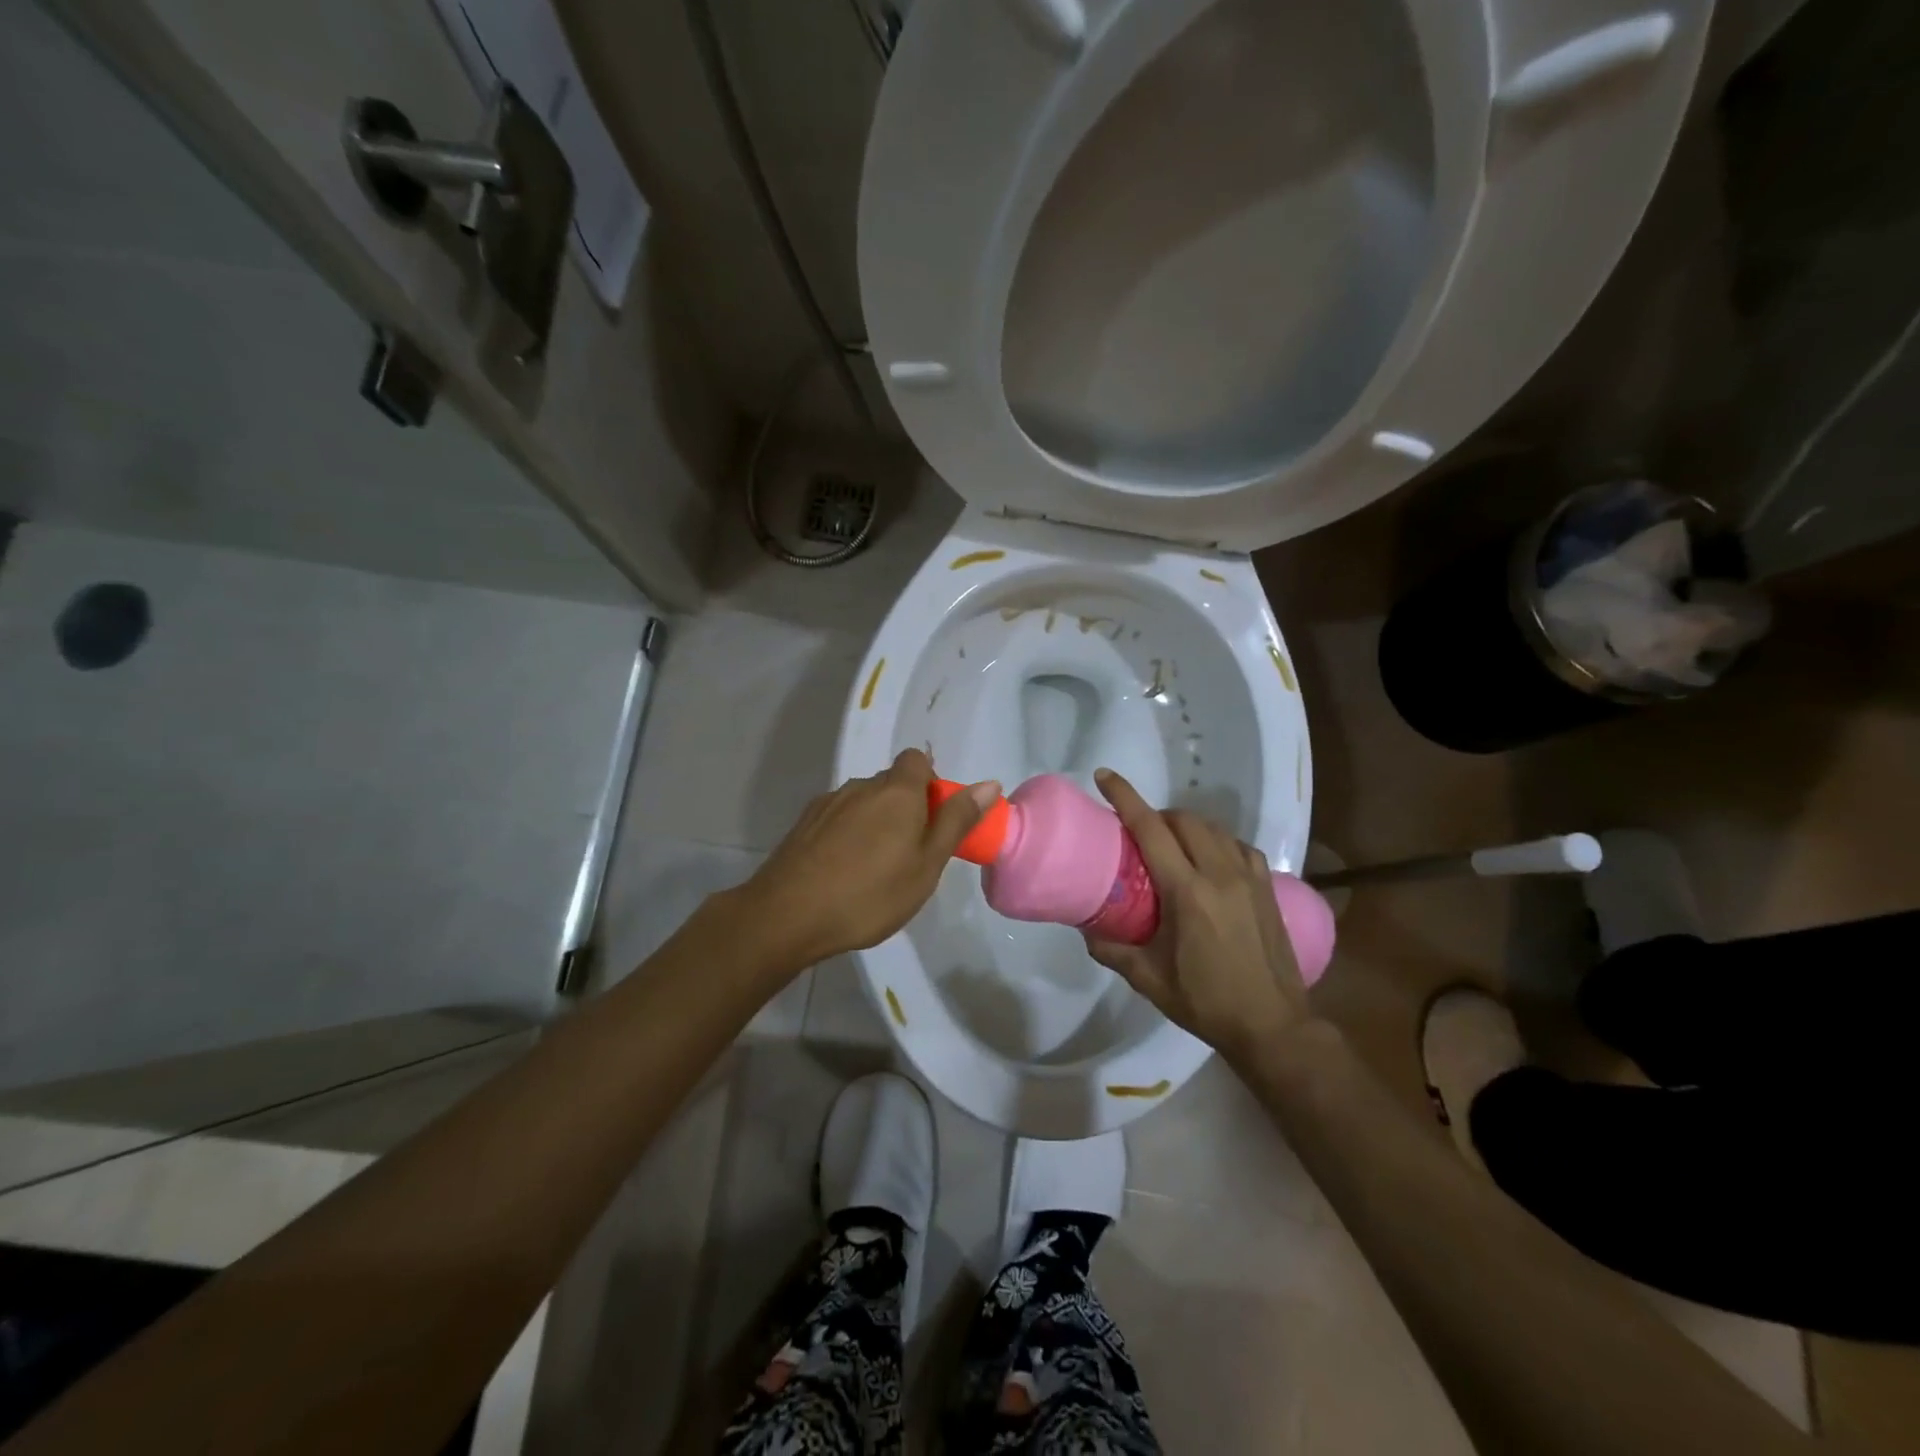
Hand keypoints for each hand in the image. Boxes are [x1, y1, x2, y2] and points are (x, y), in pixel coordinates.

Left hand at [736, 748, 999, 966]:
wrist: (787, 915)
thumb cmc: (870, 894)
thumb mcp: (926, 865)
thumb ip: (956, 821)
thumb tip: (990, 784)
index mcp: (896, 791)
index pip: (917, 759)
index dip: (930, 783)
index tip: (934, 821)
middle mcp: (860, 787)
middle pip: (891, 783)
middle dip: (906, 808)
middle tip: (910, 854)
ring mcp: (827, 804)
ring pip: (863, 802)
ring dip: (876, 823)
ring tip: (874, 870)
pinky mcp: (804, 825)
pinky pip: (838, 819)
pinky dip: (848, 835)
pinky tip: (843, 872)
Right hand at [1083, 767, 1310, 1069]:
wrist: (1273, 1026)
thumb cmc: (1206, 1002)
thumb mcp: (1149, 979)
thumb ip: (1112, 950)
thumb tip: (1086, 930)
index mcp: (1187, 892)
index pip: (1150, 829)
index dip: (1125, 798)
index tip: (1105, 776)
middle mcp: (1220, 874)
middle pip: (1184, 821)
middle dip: (1157, 814)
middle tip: (1137, 831)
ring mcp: (1250, 878)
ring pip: (1214, 829)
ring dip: (1187, 826)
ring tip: (1170, 845)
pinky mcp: (1268, 888)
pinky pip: (1238, 847)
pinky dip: (1217, 842)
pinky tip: (1210, 861)